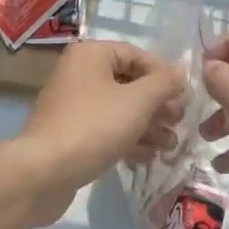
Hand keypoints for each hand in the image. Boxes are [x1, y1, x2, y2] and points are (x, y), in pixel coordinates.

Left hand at [10, 40, 182, 226]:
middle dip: (157, 103)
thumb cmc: (94, 126)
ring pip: (119, 108)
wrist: (43, 173)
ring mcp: (73, 105)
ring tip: (170, 145)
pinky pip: (106, 128)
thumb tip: (180, 71)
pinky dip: (128, 139)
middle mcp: (79, 73)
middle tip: (179, 122)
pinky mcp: (71, 133)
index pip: (136, 54)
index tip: (184, 95)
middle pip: (128, 82)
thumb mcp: (137, 101)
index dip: (163, 74)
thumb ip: (163, 83)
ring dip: (147, 125)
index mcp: (90, 55)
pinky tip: (149, 157)